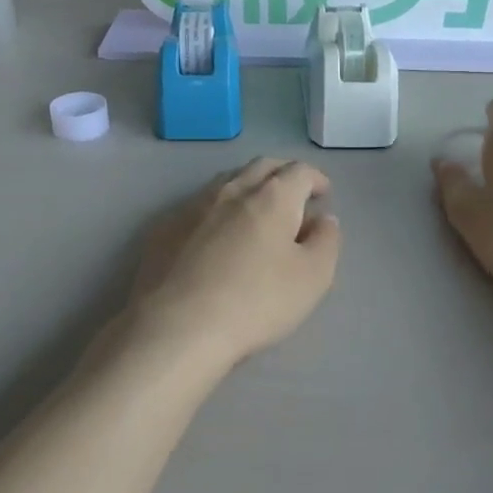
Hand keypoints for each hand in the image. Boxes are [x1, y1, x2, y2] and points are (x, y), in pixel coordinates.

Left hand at [131, 159, 341, 368]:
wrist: (178, 326)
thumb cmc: (256, 301)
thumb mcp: (312, 277)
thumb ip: (326, 241)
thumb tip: (323, 219)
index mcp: (272, 197)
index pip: (300, 171)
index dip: (316, 179)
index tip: (323, 193)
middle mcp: (232, 190)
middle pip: (262, 166)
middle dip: (284, 173)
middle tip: (294, 193)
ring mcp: (194, 206)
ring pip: (228, 180)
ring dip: (250, 185)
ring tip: (258, 207)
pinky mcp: (166, 227)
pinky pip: (200, 204)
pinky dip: (220, 207)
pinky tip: (218, 232)